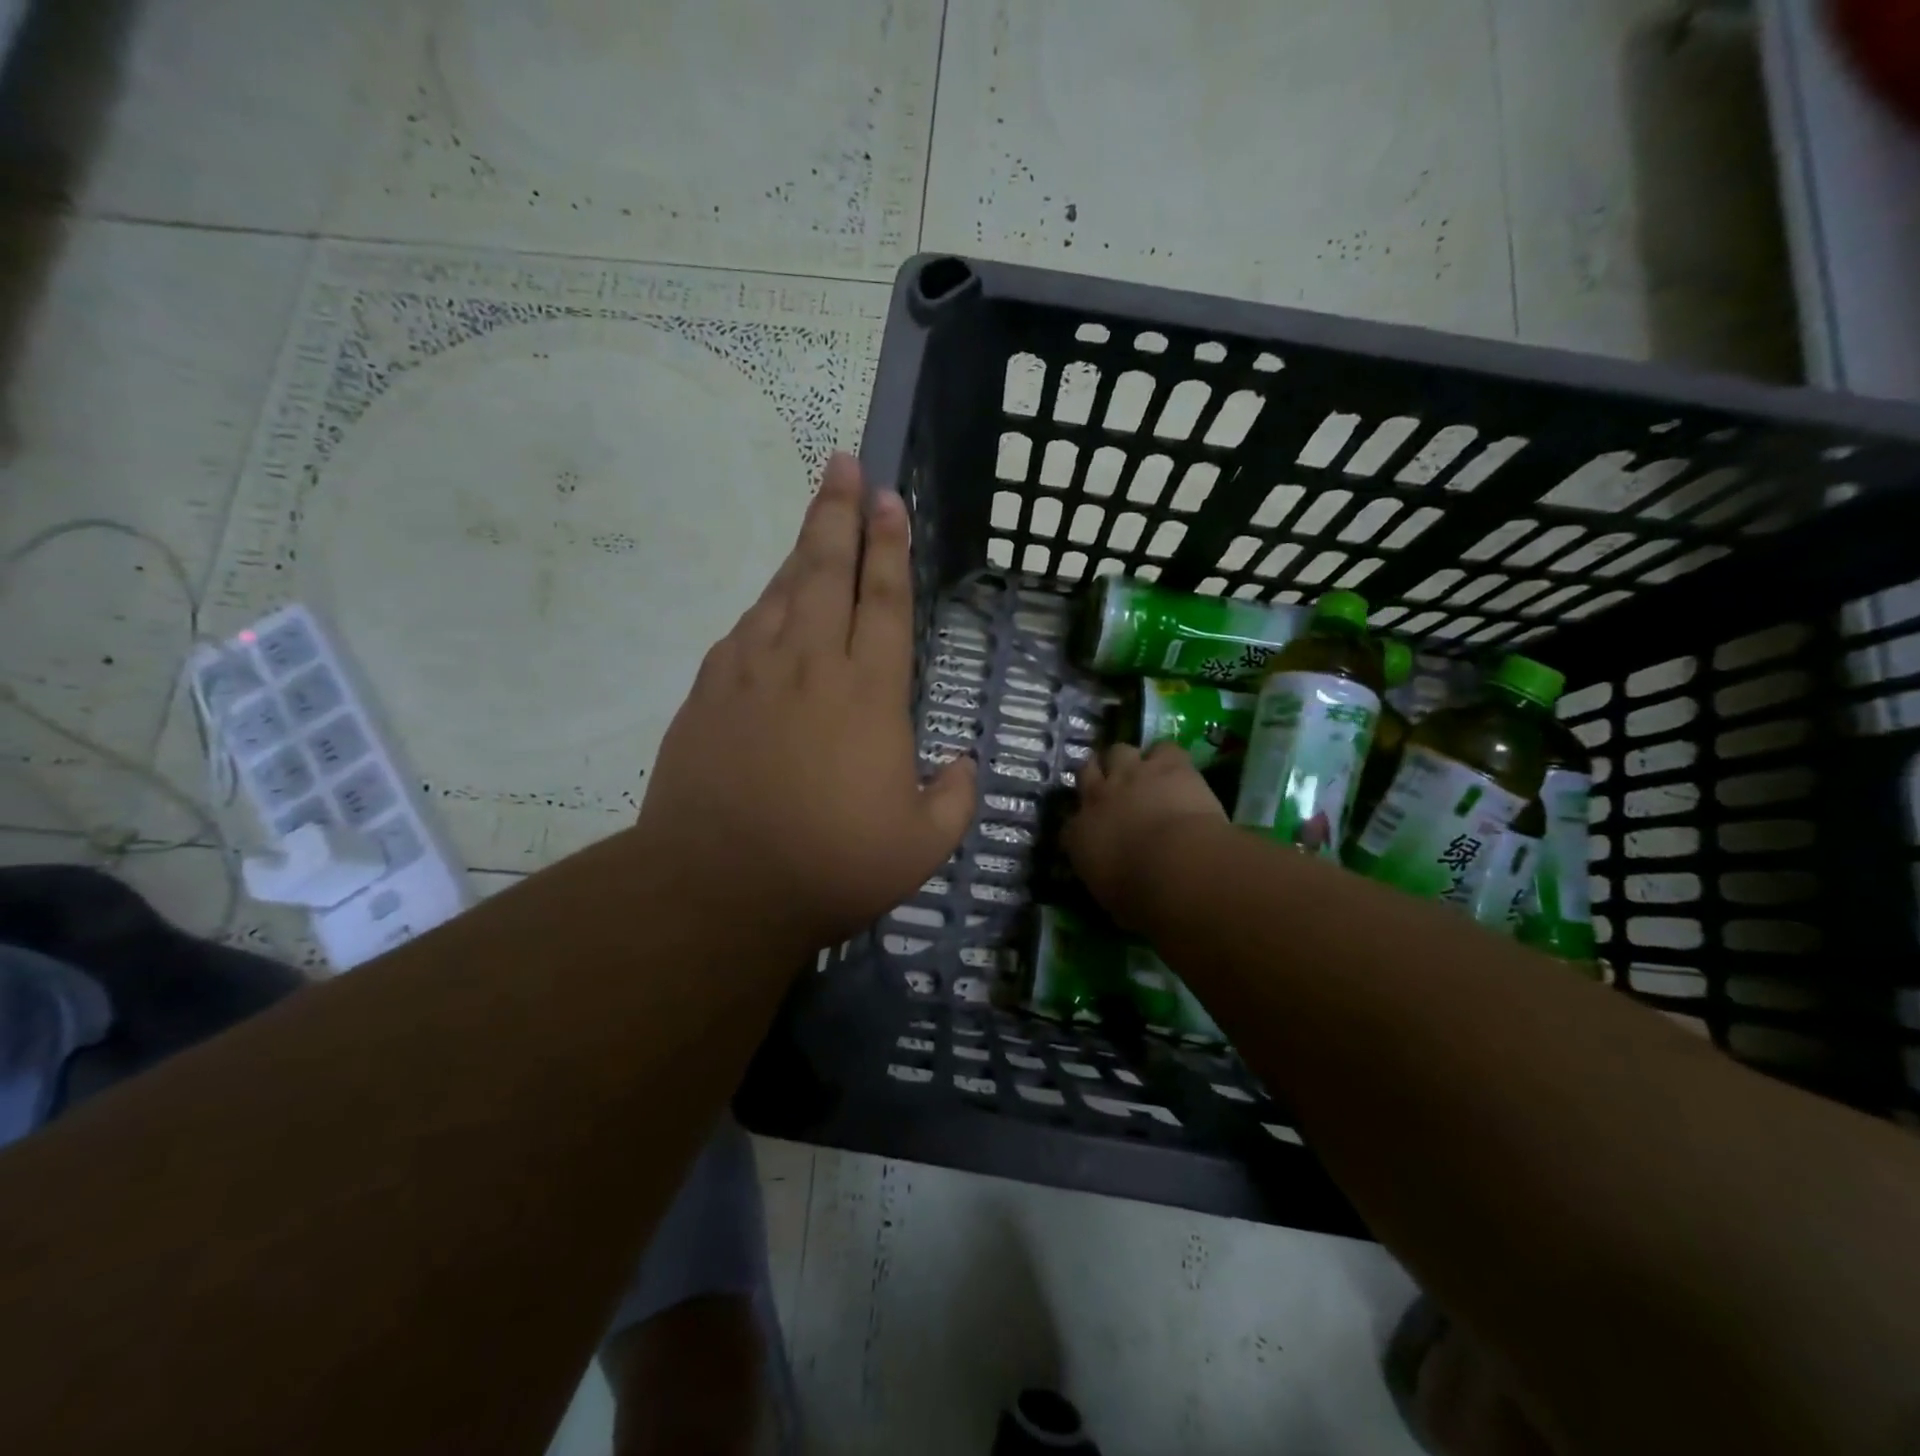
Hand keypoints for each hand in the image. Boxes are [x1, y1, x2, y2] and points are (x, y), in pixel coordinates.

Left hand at [633, 453, 976, 956]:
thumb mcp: (921, 846)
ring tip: (815, 517)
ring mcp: (752, 673)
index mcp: (869, 693)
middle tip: (844, 463)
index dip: (891, 546)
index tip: (890, 500)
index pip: (886, 600)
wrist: (717, 886)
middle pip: (827, 571)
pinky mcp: (709, 692)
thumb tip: (963, 763)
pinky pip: (743, 630)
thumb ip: (954, 797)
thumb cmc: (831, 865)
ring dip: (801, 549)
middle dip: (839, 513)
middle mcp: (811, 665)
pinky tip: (770, 606)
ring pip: (781, 592)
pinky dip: (763, 607)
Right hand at [1065, 741, 1226, 928]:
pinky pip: (1164, 749)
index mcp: (1079, 836)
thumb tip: (1112, 884)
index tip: (1093, 832)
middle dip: (1098, 777)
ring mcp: (1131, 775)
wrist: (1178, 868)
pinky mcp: (1167, 765)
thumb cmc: (1142, 899)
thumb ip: (1106, 882)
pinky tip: (1178, 770)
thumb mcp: (1112, 900)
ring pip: (1118, 750)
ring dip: (1129, 761)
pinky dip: (1169, 758)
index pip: (1070, 825)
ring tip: (1144, 773)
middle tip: (1114, 789)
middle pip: (1087, 772)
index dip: (1082, 824)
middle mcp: (1097, 797)